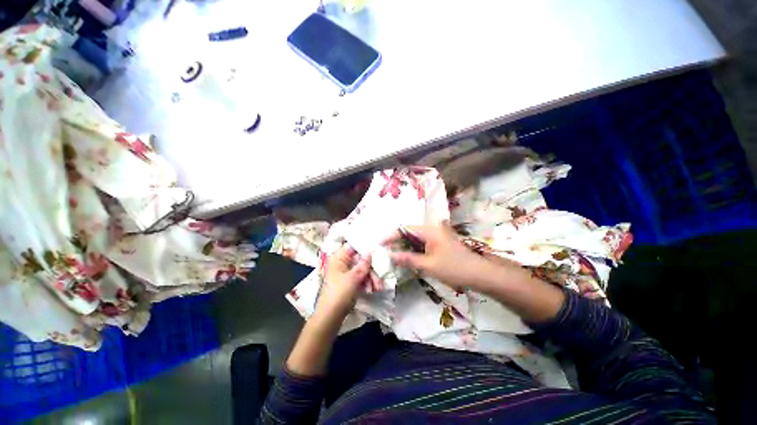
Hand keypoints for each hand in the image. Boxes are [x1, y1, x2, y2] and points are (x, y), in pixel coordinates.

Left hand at [316, 245, 381, 318]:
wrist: (332, 314)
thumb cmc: (340, 293)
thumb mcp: (353, 277)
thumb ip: (363, 264)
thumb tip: (371, 251)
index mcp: (338, 258)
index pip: (353, 246)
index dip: (366, 248)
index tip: (379, 251)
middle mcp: (341, 264)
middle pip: (360, 260)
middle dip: (371, 268)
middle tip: (380, 277)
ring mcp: (345, 274)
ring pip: (362, 270)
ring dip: (372, 277)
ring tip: (378, 287)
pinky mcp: (349, 284)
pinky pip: (361, 279)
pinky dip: (368, 283)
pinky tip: (374, 289)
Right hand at [384, 224, 493, 289]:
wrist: (478, 274)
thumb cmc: (453, 268)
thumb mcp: (428, 265)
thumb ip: (408, 259)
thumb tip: (389, 255)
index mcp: (430, 230)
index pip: (405, 229)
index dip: (390, 237)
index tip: (378, 246)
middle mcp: (434, 230)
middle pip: (410, 232)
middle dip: (396, 242)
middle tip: (383, 253)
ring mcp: (440, 237)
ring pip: (417, 239)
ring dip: (405, 247)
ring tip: (392, 257)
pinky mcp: (443, 245)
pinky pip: (424, 244)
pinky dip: (415, 251)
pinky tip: (409, 260)